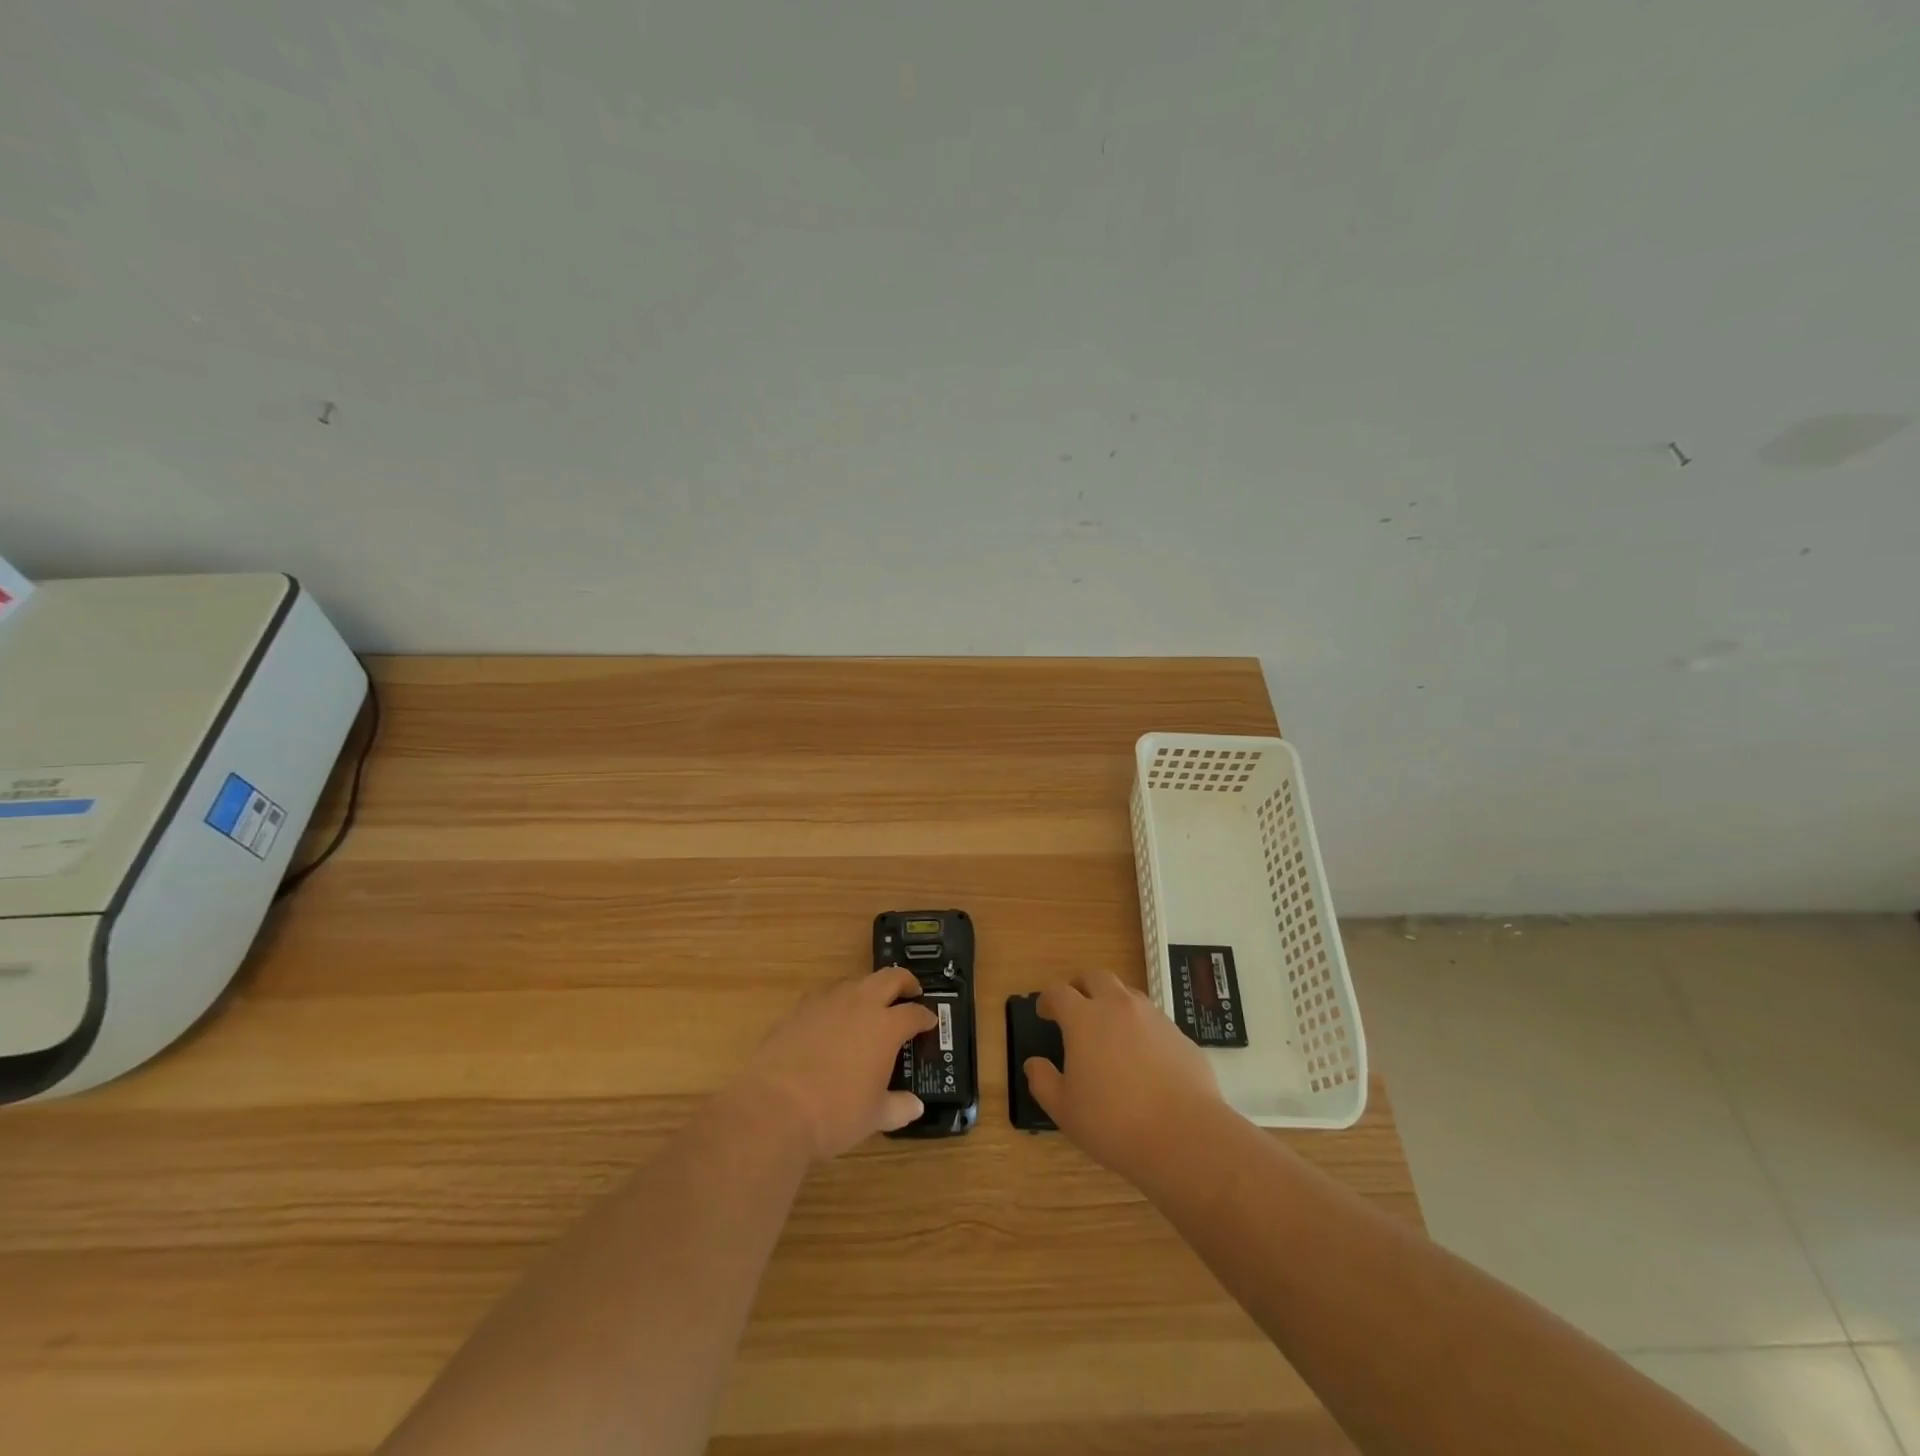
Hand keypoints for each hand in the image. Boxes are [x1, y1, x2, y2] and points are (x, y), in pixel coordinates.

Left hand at [739, 969, 936, 1162]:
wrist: (775, 1107)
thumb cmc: (835, 1114)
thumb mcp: (874, 1117)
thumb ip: (898, 1107)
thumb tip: (915, 1106)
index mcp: (886, 1027)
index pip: (914, 1014)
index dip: (926, 1017)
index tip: (930, 1023)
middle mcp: (860, 1004)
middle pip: (889, 978)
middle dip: (904, 982)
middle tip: (910, 992)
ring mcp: (827, 1002)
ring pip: (855, 982)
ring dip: (868, 990)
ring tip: (869, 1007)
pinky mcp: (799, 1009)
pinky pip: (825, 996)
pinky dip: (835, 1004)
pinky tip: (830, 1021)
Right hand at [1025, 969, 1223, 1185]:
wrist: (1184, 1135)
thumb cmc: (1114, 1123)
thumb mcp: (1064, 1110)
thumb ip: (1043, 1081)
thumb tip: (1033, 1063)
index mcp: (1084, 1019)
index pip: (1059, 992)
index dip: (1048, 999)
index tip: (1044, 1012)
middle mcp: (1118, 1006)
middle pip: (1096, 977)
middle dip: (1081, 985)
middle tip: (1076, 1006)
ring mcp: (1152, 1016)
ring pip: (1127, 993)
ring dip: (1113, 1002)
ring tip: (1110, 1029)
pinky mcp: (1179, 1034)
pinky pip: (1153, 1018)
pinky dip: (1140, 1026)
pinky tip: (1142, 1056)